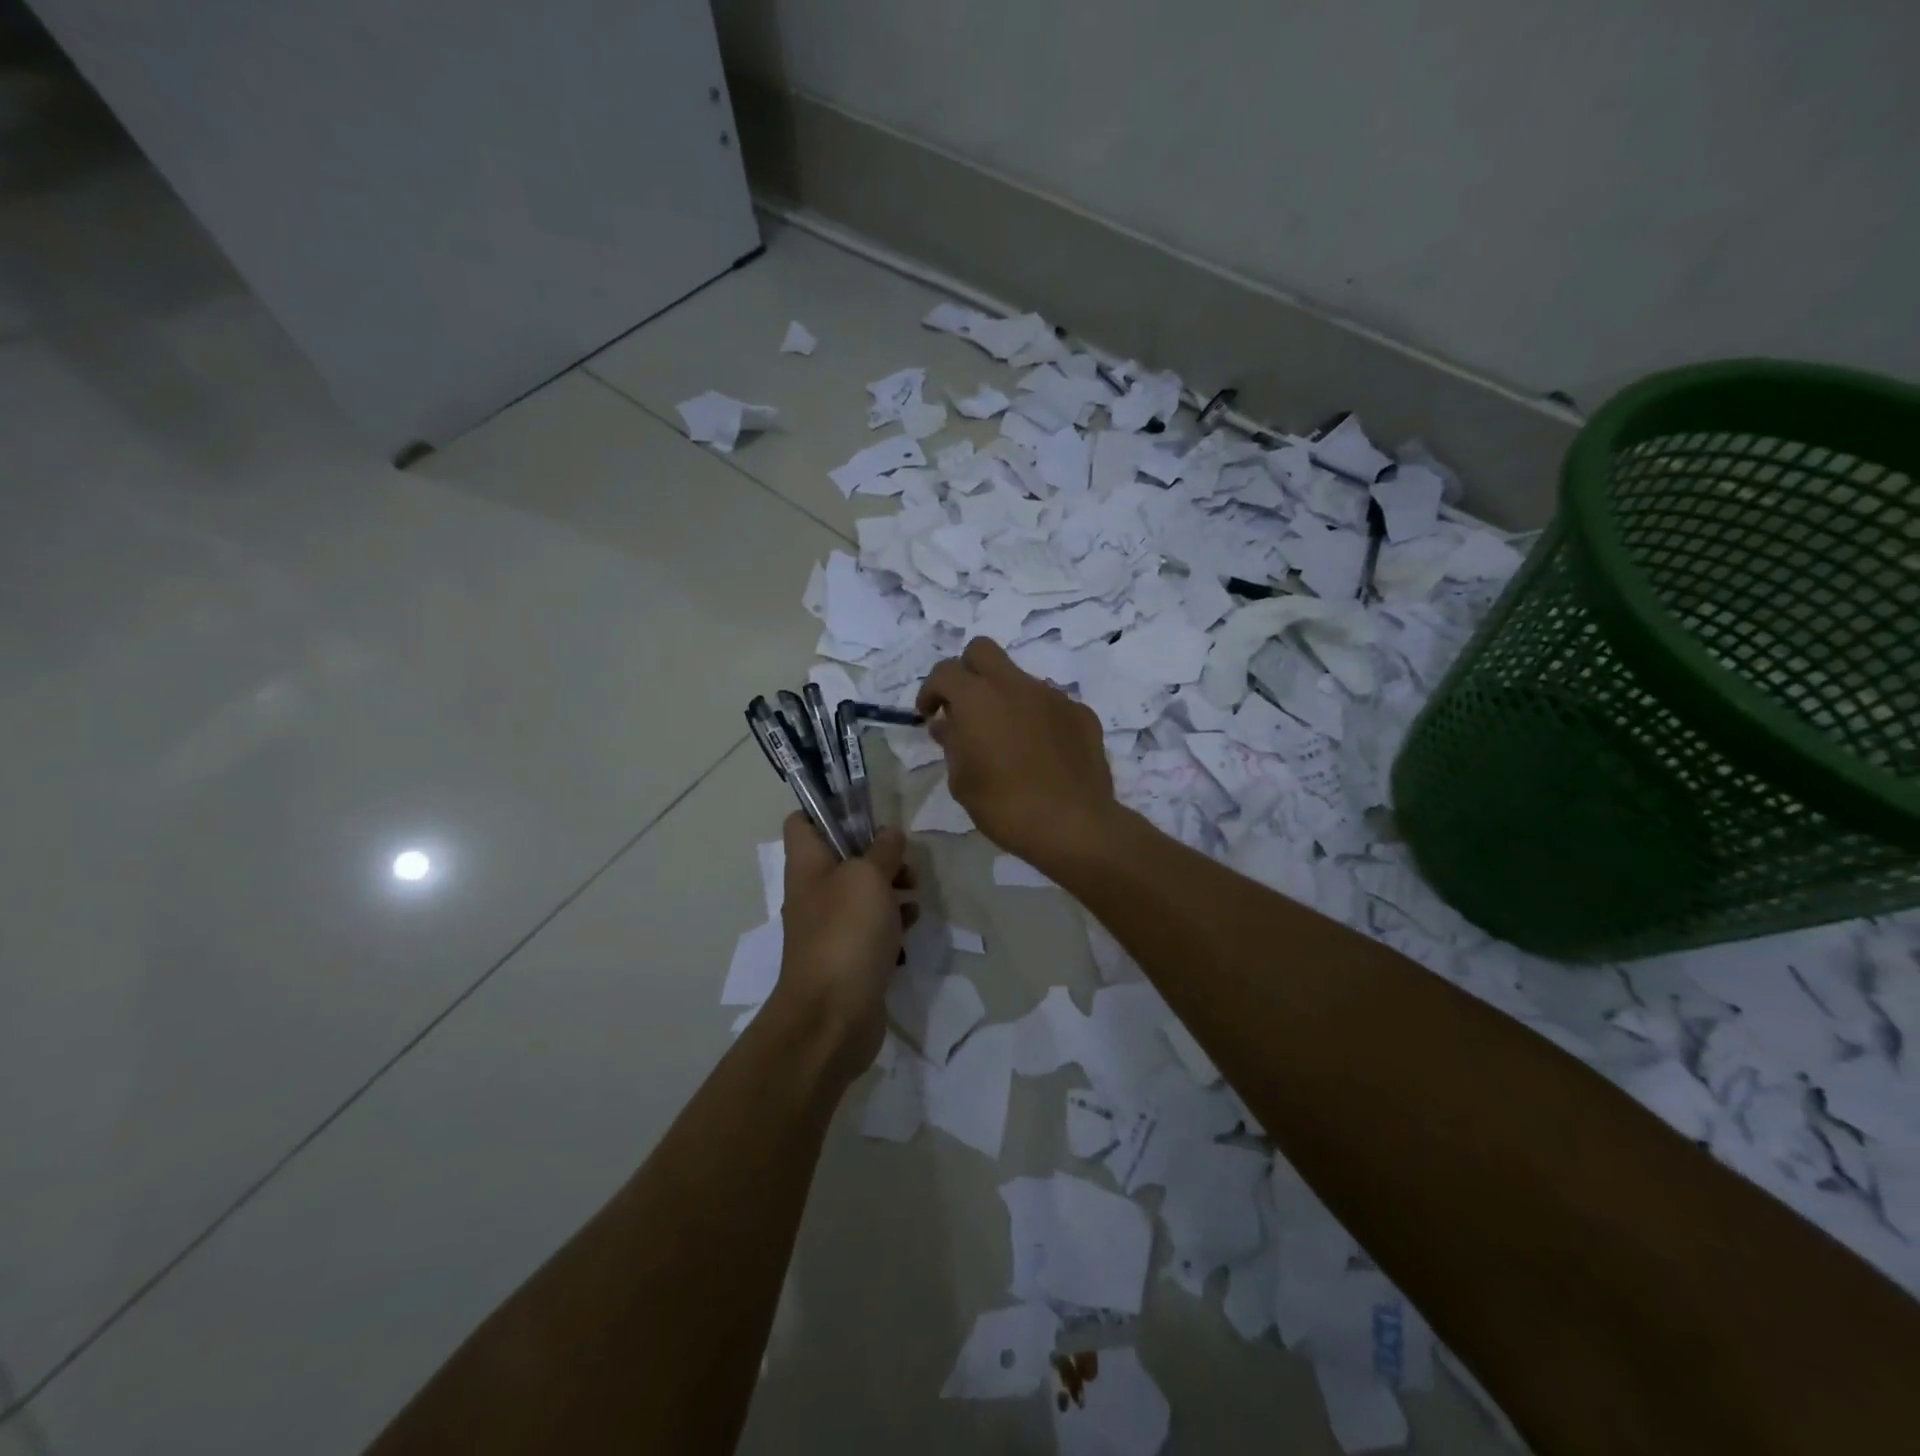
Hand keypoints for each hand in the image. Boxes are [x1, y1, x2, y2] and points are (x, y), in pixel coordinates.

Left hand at [771, 813, 913, 1084]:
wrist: (833, 1016)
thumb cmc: (846, 933)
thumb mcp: (868, 877)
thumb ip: (882, 850)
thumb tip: (889, 834)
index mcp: (807, 865)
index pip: (803, 821)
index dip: (828, 809)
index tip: (866, 811)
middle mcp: (814, 891)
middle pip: (842, 855)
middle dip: (877, 852)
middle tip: (903, 859)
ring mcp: (831, 926)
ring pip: (863, 891)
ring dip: (891, 886)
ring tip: (915, 892)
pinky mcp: (850, 955)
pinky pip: (873, 926)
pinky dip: (893, 921)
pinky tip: (912, 925)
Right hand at [916, 637, 1117, 871]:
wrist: (1073, 825)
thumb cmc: (1005, 806)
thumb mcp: (962, 781)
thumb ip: (951, 744)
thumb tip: (946, 724)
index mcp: (978, 698)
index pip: (944, 671)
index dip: (931, 691)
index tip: (929, 716)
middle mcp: (1016, 685)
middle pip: (982, 651)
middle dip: (967, 672)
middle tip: (964, 708)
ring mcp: (1053, 696)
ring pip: (1019, 679)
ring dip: (1005, 698)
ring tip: (1007, 740)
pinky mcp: (1081, 713)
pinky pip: (1050, 704)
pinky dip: (1037, 718)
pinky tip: (1040, 752)